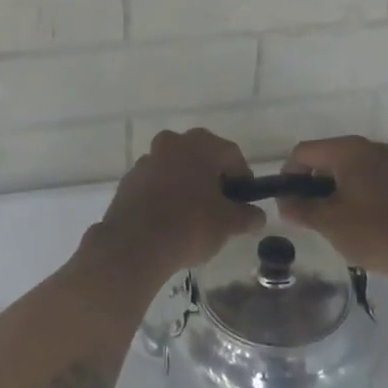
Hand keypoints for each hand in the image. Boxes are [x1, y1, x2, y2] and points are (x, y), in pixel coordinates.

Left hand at [91, 129, 264, 282]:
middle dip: (213, 177)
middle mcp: (173, 143)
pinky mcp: (130, 179)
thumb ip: (247, 216)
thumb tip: (257, 216)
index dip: (243, 177)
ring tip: (192, 215)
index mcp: (201, 145)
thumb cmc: (190, 226)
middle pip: (202, 156)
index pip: (232, 154)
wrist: (134, 244)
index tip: (244, 201)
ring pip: (176, 167)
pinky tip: (168, 219)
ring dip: (187, 183)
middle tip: (220, 206)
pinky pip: (156, 181)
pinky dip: (165, 193)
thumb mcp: (228, 224)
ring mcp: (148, 158)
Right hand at [278, 136, 387, 281]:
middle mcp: (368, 147)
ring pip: (344, 166)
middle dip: (309, 182)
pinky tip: (350, 217)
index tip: (286, 202)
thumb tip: (283, 203)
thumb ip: (300, 209)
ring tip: (326, 218)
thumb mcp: (329, 222)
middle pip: (324, 156)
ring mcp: (386, 161)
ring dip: (329, 188)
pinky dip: (349, 190)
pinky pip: (362, 175)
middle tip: (304, 213)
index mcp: (349, 150)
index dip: (288, 175)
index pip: (304, 152)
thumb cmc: (375, 233)